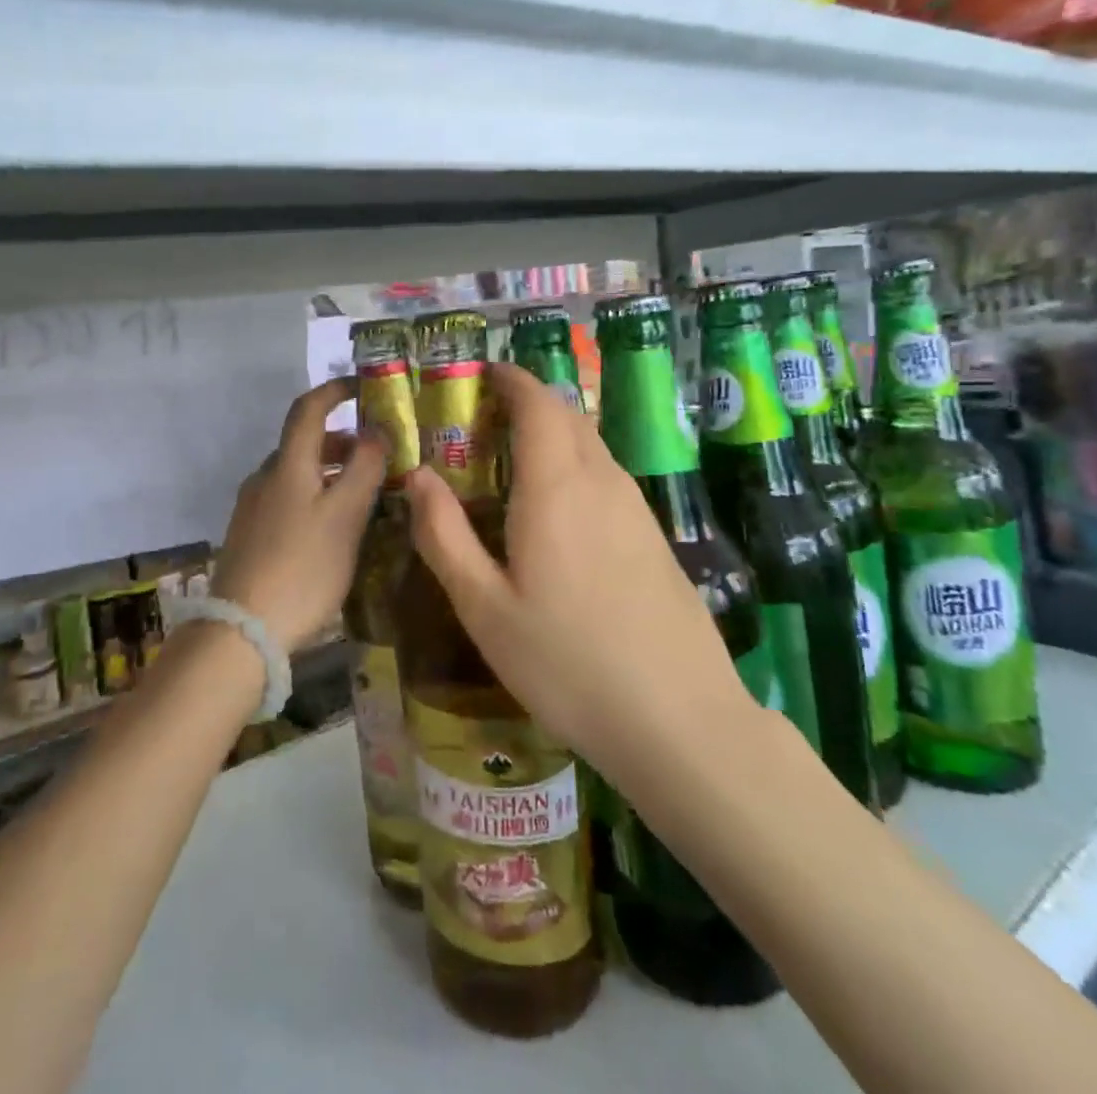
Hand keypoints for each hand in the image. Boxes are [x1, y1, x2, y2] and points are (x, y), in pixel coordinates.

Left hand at [211, 379, 384, 654]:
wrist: (241, 631)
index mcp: (287, 465)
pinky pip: (288, 499)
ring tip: (364, 495)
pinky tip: (333, 528)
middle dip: (342, 441)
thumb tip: (377, 429)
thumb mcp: (345, 516)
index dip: (334, 391)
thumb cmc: (302, 567)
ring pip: (297, 474)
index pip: (308, 409)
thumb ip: (365, 468)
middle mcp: (265, 477)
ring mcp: (253, 508)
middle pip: (304, 443)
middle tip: (380, 456)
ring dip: (330, 472)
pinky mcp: (250, 535)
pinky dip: (315, 496)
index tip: (363, 387)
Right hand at [404, 363, 756, 776]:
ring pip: (590, 445)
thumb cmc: (566, 662)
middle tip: (480, 421)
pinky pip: (606, 478)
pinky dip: (573, 467)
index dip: (509, 379)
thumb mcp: (483, 606)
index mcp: (556, 486)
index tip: (478, 375)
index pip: (537, 403)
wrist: (680, 721)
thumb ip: (444, 534)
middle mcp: (602, 481)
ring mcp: (636, 508)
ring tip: (508, 464)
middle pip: (566, 416)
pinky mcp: (653, 537)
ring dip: (551, 435)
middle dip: (526, 402)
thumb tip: (416, 475)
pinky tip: (553, 513)